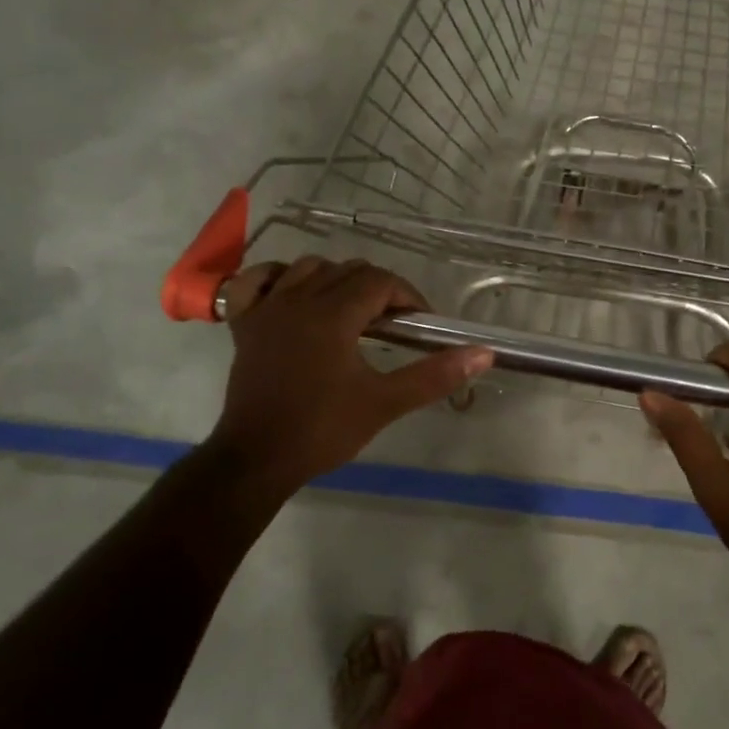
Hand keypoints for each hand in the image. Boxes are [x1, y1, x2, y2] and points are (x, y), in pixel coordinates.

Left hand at [208, 257, 493, 503]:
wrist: (257, 460)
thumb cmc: (322, 430)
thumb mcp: (384, 403)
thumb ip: (434, 375)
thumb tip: (483, 354)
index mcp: (332, 315)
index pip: (381, 281)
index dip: (408, 297)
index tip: (421, 326)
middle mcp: (298, 299)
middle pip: (348, 270)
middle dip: (378, 289)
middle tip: (393, 326)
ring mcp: (266, 309)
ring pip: (308, 268)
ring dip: (336, 280)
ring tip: (352, 312)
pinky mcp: (245, 324)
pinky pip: (258, 281)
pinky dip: (279, 278)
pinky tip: (294, 295)